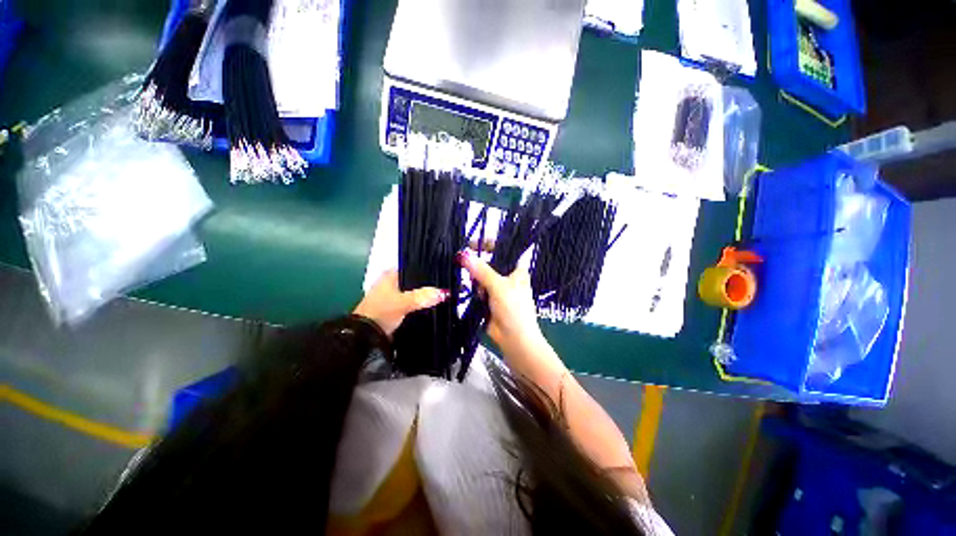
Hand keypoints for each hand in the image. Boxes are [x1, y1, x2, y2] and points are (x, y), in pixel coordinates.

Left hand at [354, 270, 448, 336]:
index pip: (415, 266)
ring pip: (416, 293)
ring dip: (426, 296)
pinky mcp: (396, 309)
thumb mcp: (403, 302)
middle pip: (417, 281)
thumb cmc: (381, 312)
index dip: (429, 270)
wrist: (365, 336)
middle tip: (448, 286)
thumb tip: (443, 293)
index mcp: (392, 275)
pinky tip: (433, 307)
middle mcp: (393, 283)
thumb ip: (423, 296)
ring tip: (444, 296)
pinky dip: (422, 305)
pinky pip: (414, 303)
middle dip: (430, 285)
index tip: (445, 274)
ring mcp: (394, 296)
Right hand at [457, 249, 544, 352]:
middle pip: (489, 262)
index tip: (472, 244)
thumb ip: (482, 270)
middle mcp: (507, 276)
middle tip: (467, 265)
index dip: (489, 244)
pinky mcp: (488, 298)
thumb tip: (463, 254)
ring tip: (479, 289)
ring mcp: (497, 287)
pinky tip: (475, 293)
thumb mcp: (499, 287)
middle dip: (478, 263)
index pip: (503, 249)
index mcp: (516, 269)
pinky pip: (478, 288)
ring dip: (476, 279)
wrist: (513, 339)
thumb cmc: (513, 309)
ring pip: (481, 275)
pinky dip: (474, 289)